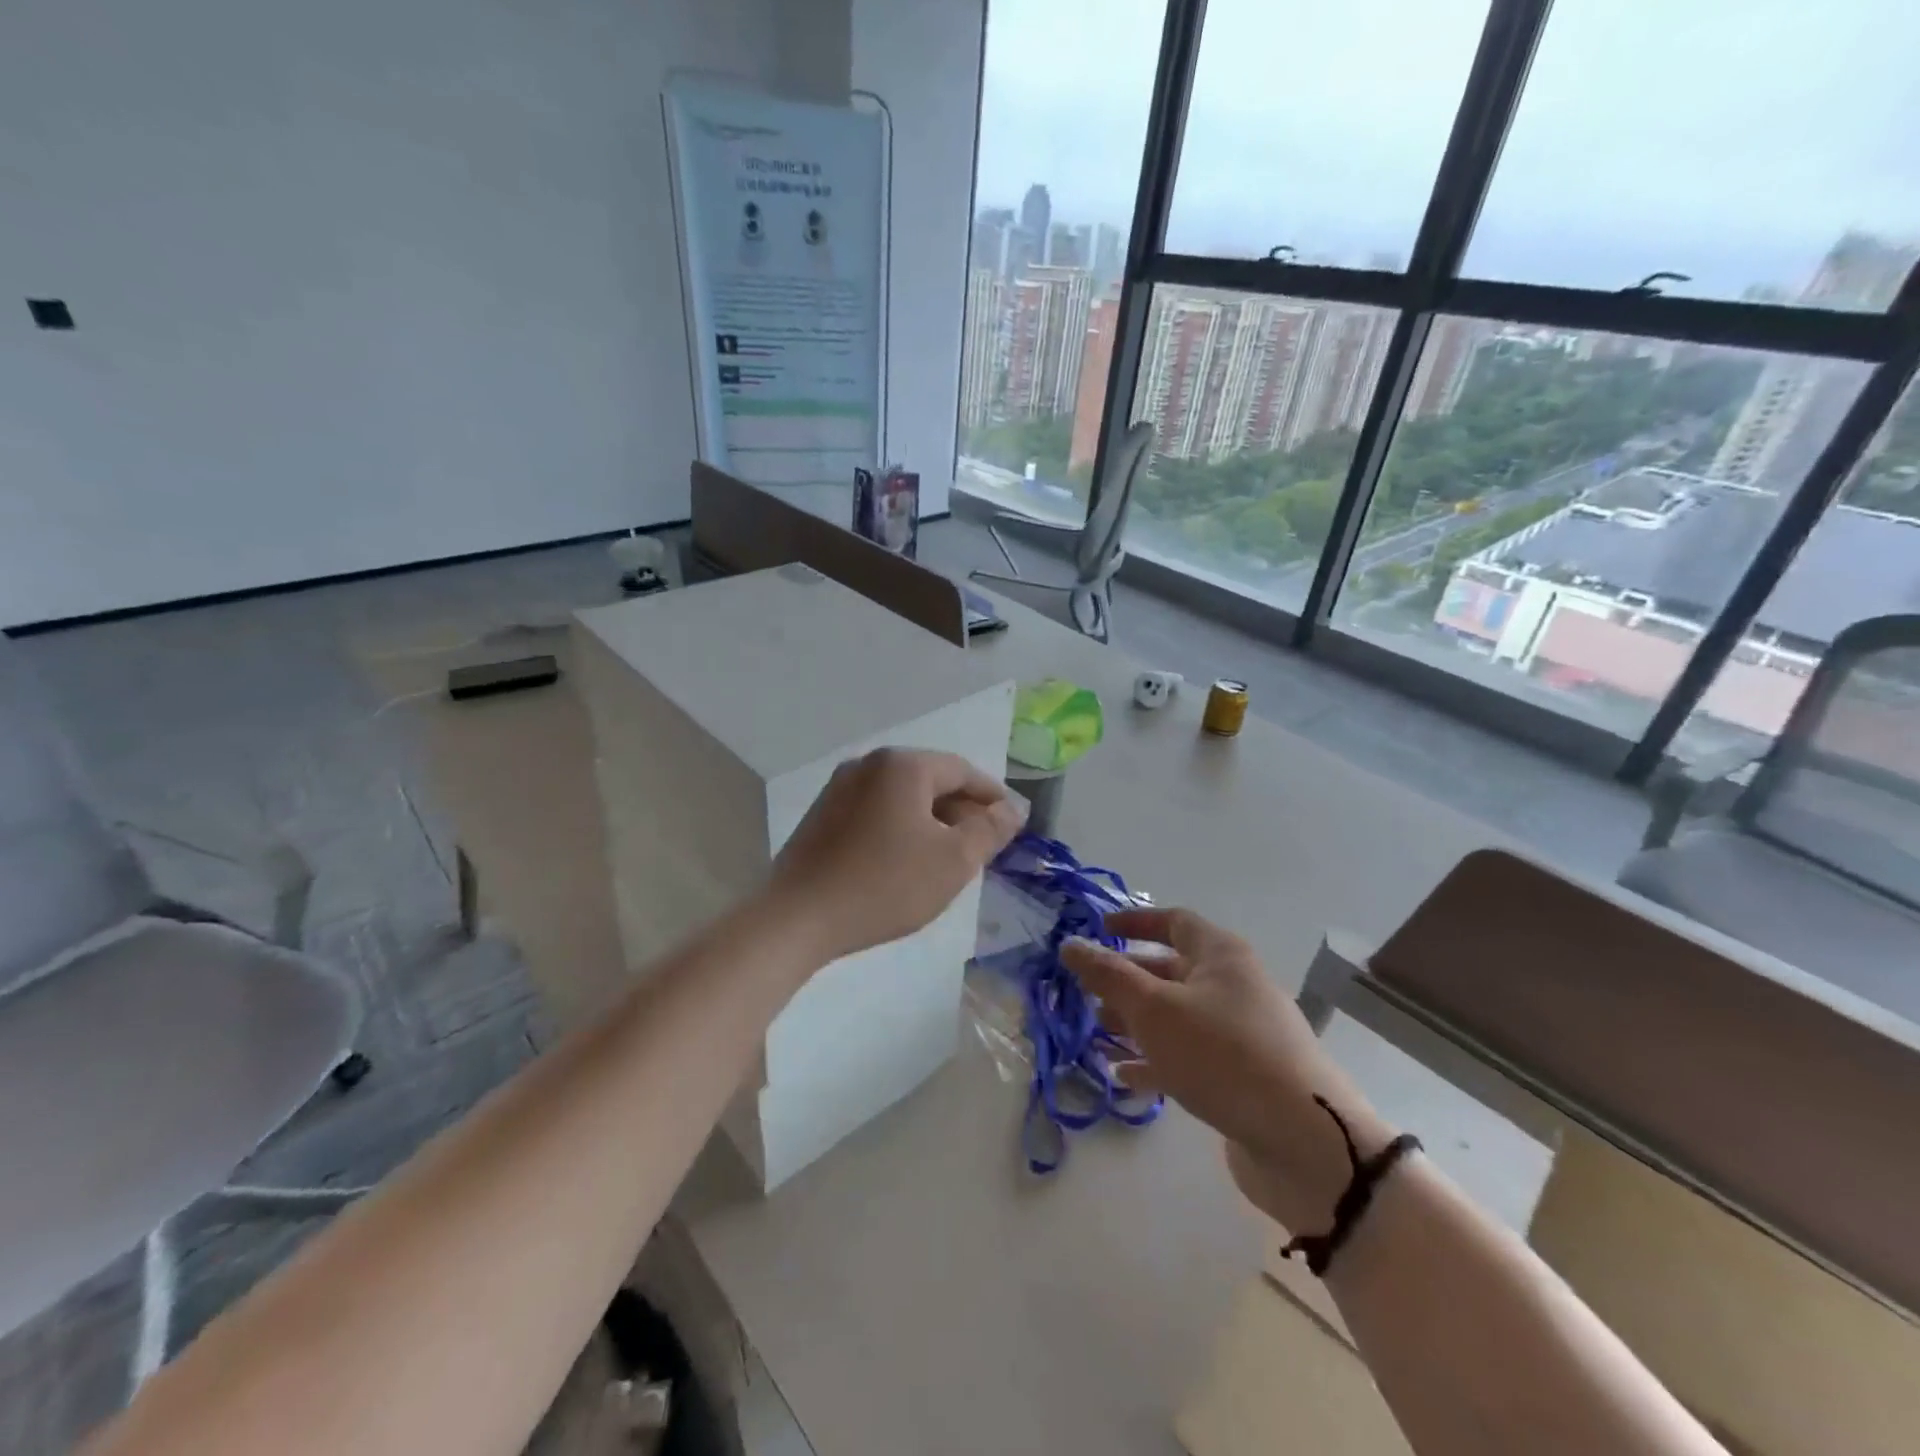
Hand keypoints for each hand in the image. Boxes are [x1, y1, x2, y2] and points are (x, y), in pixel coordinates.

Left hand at [766, 748, 1024, 964]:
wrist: (797, 918)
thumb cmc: (885, 885)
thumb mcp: (953, 861)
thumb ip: (989, 830)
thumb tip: (1012, 809)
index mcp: (902, 765)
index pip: (963, 771)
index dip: (993, 796)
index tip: (1014, 824)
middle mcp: (869, 764)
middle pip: (931, 780)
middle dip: (962, 811)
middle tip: (984, 846)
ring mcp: (839, 788)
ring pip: (902, 797)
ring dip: (932, 821)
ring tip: (949, 857)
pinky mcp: (822, 815)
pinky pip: (876, 811)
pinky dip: (901, 828)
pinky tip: (906, 861)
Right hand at [1061, 908, 1397, 1233]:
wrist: (1305, 1142)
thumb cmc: (1222, 1054)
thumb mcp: (1154, 1008)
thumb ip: (1108, 975)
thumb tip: (1070, 944)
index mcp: (1220, 955)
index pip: (1173, 921)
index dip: (1134, 922)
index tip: (1097, 930)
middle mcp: (1233, 986)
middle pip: (1170, 970)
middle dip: (1126, 980)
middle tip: (1085, 993)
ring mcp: (1240, 1034)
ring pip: (1176, 1017)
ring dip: (1135, 1023)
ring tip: (1095, 1036)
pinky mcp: (1241, 1078)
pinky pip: (1188, 1057)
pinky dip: (1155, 1061)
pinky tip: (1123, 1077)